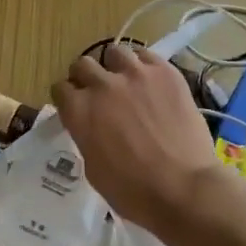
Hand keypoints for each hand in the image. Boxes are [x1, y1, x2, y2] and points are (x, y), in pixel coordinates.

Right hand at [53, 43, 222, 229]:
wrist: (184, 189)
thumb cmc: (133, 192)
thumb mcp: (93, 169)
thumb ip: (86, 136)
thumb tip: (91, 126)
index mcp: (79, 111)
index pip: (60, 88)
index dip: (67, 98)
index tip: (74, 106)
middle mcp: (102, 85)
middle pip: (82, 64)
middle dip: (86, 78)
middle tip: (98, 93)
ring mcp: (135, 74)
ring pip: (114, 52)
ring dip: (114, 66)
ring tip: (125, 81)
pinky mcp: (165, 72)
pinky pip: (146, 54)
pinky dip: (142, 64)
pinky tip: (149, 80)